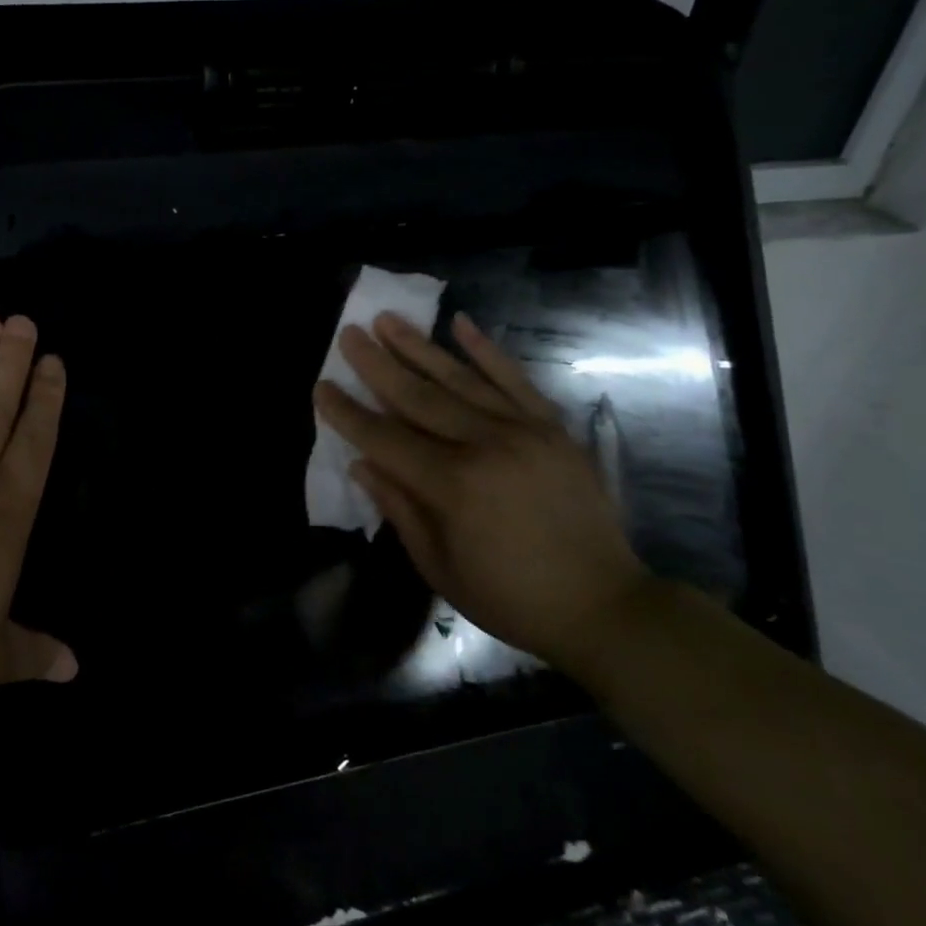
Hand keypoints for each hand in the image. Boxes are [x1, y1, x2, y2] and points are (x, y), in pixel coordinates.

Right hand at [313, 310, 650, 671]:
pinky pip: (515, 379)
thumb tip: (363, 463)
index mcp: (452, 486)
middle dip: (377, 364)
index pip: (385, 438)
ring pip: (460, 378)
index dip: (348, 414)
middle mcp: (485, 445)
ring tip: (388, 319)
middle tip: (349, 334)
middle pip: (418, 396)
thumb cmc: (510, 598)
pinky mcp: (553, 427)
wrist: (603, 605)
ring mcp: (524, 430)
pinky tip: (461, 323)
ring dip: (419, 346)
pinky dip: (487, 350)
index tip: (321, 386)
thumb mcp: (439, 566)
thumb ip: (399, 508)